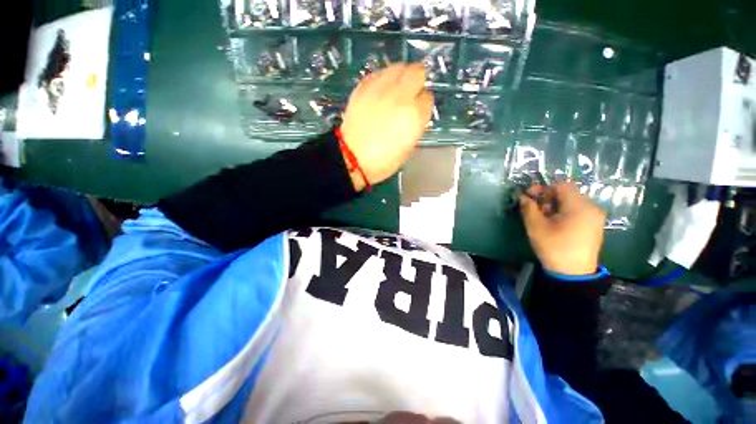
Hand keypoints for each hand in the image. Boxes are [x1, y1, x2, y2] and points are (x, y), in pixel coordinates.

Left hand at [340, 63, 433, 189]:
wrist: (353, 157)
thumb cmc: (383, 161)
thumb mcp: (408, 149)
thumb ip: (416, 128)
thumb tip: (415, 117)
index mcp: (415, 115)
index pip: (428, 98)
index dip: (422, 104)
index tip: (417, 111)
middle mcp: (401, 96)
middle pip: (417, 72)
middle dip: (416, 82)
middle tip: (409, 94)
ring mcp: (381, 88)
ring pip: (398, 67)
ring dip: (401, 76)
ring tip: (395, 90)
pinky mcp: (364, 86)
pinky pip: (379, 73)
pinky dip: (383, 79)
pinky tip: (379, 92)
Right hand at [519, 182, 605, 275]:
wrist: (573, 273)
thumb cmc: (554, 247)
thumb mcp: (536, 227)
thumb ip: (528, 208)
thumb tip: (522, 196)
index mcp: (579, 206)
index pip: (561, 185)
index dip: (543, 187)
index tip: (529, 196)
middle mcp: (591, 207)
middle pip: (567, 193)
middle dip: (547, 197)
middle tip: (534, 209)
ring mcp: (595, 217)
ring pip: (572, 202)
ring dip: (554, 205)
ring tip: (543, 218)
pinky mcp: (594, 225)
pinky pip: (578, 210)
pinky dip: (564, 212)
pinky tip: (555, 224)